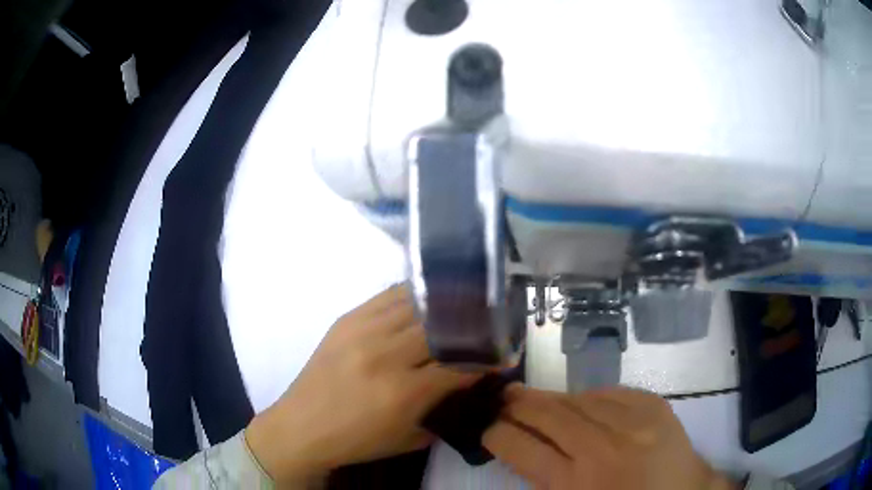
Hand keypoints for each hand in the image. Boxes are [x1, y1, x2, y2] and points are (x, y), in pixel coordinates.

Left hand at [245, 285, 480, 484]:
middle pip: (441, 326)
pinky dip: (414, 296)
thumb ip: (444, 409)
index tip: (502, 354)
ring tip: (461, 307)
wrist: (301, 426)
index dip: (486, 358)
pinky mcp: (346, 319)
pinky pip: (388, 296)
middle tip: (485, 327)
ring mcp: (362, 331)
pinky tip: (426, 300)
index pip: (459, 364)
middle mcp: (384, 354)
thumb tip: (470, 382)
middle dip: (470, 327)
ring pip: (417, 303)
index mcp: (402, 392)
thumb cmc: (357, 440)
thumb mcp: (410, 437)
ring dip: (444, 306)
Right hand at [483, 386, 735, 489]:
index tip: (488, 428)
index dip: (497, 433)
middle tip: (502, 397)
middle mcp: (602, 448)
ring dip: (552, 399)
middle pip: (548, 415)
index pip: (521, 448)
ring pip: (578, 398)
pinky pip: (610, 391)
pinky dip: (590, 397)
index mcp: (575, 483)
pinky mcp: (653, 405)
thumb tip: (519, 447)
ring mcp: (633, 421)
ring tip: (538, 399)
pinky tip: (583, 403)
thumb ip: (543, 479)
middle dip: (517, 404)